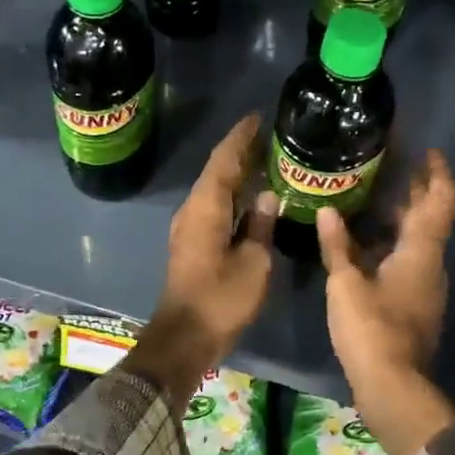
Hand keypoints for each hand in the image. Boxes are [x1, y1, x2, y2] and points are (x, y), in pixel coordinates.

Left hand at [124, 115, 275, 413]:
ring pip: (214, 189)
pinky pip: (213, 207)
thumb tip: (267, 197)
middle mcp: (192, 210)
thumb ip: (260, 226)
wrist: (185, 337)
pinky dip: (231, 195)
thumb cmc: (222, 299)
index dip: (241, 137)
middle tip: (269, 135)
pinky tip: (250, 197)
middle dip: (240, 152)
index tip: (258, 117)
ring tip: (265, 159)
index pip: (224, 160)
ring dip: (236, 173)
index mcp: (206, 207)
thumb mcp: (253, 262)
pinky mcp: (192, 244)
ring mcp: (189, 227)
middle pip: (217, 171)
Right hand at [316, 150, 454, 454]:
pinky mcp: (413, 305)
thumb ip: (337, 245)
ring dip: (400, 219)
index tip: (427, 150)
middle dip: (414, 191)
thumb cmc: (371, 328)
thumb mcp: (345, 283)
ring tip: (369, 199)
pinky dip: (389, 245)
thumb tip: (327, 210)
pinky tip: (362, 244)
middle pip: (429, 219)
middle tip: (389, 167)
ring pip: (416, 242)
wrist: (391, 386)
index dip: (436, 173)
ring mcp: (424, 287)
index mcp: (421, 252)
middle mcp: (430, 265)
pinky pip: (405, 262)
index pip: (439, 201)